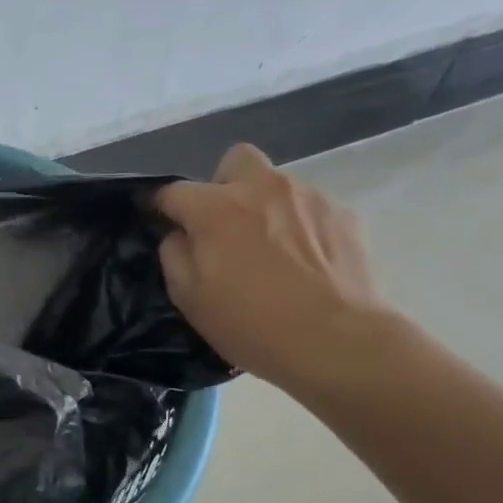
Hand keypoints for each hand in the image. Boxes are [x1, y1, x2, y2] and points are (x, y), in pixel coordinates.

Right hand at [155, 144, 398, 396]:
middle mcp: (262, 188)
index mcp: (216, 209)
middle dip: (223, 185)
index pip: (173, 191)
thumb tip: (179, 235)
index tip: (157, 218)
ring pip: (276, 185)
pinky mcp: (345, 214)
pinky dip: (300, 227)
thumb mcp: (190, 299)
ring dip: (264, 207)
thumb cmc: (251, 324)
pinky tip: (306, 263)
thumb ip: (175, 256)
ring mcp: (309, 196)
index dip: (159, 204)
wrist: (338, 341)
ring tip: (271, 252)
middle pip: (235, 160)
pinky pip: (310, 209)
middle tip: (224, 225)